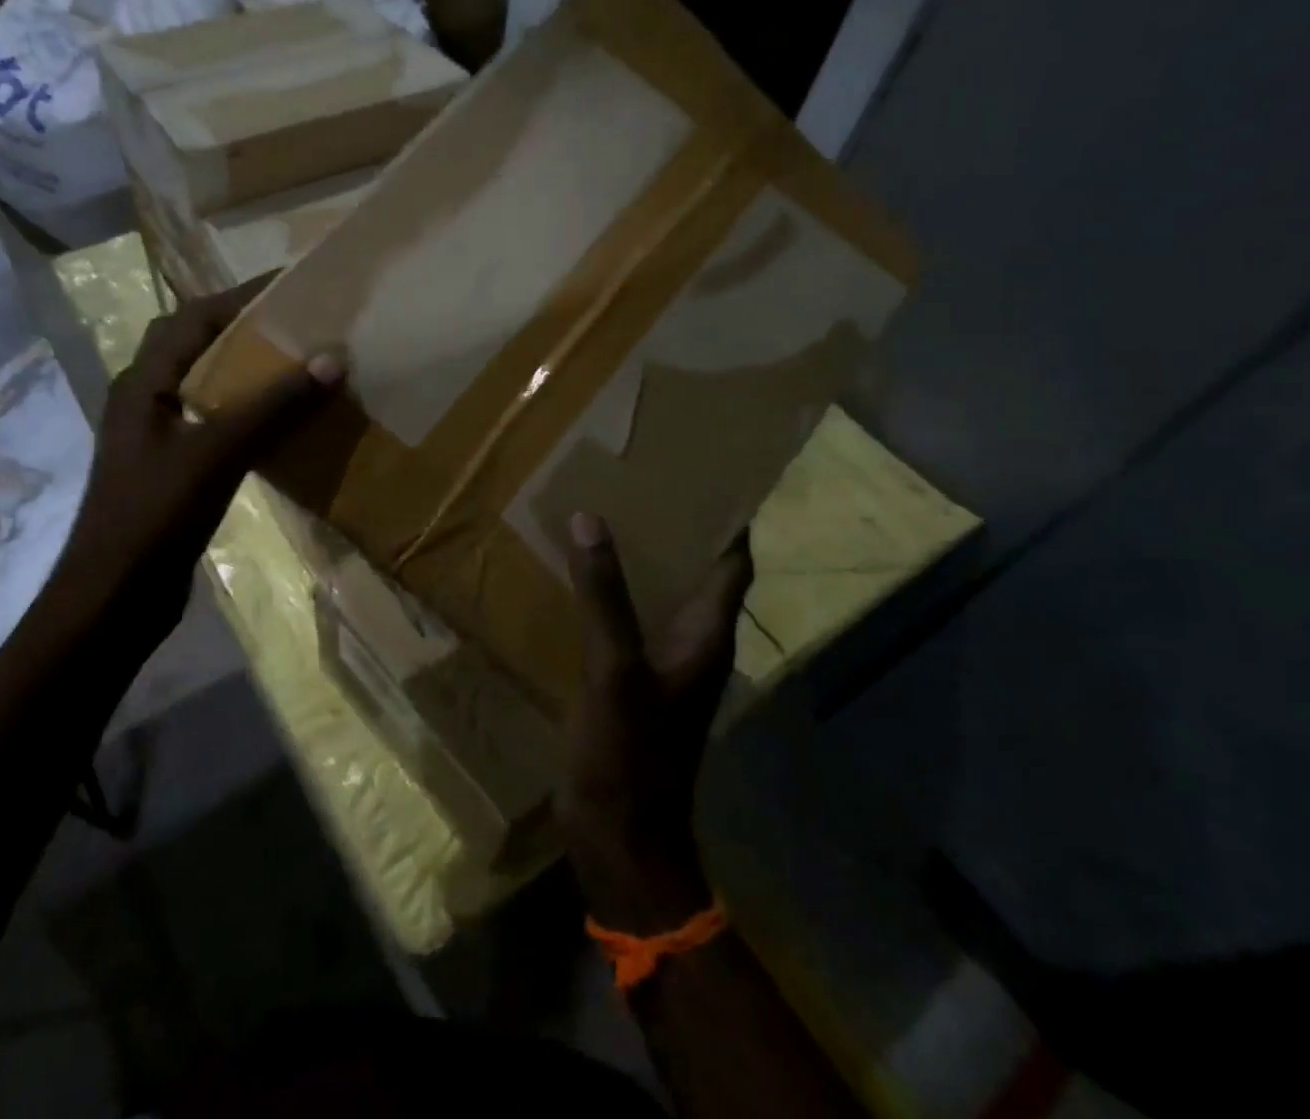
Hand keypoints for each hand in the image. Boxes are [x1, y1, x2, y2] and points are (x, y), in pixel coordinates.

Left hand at [60, 275, 342, 636]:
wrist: (113, 600)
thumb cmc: (154, 516)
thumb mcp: (216, 453)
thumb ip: (273, 406)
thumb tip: (331, 359)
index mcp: (144, 382)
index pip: (194, 318)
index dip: (242, 297)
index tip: (294, 286)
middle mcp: (148, 399)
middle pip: (199, 346)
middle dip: (247, 329)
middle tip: (303, 324)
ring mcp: (160, 436)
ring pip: (210, 386)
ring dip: (250, 371)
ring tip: (302, 364)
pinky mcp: (176, 469)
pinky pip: (219, 423)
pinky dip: (251, 412)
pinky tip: (286, 423)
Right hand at [557, 513, 752, 931]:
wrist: (617, 839)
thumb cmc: (629, 754)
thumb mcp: (614, 669)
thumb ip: (604, 596)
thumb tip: (590, 520)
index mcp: (706, 634)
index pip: (732, 561)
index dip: (726, 517)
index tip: (701, 471)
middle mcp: (693, 642)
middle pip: (696, 569)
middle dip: (674, 525)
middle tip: (637, 477)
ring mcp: (662, 663)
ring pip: (659, 592)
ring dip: (640, 555)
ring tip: (604, 510)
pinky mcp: (632, 680)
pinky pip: (628, 619)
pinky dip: (612, 590)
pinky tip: (577, 572)